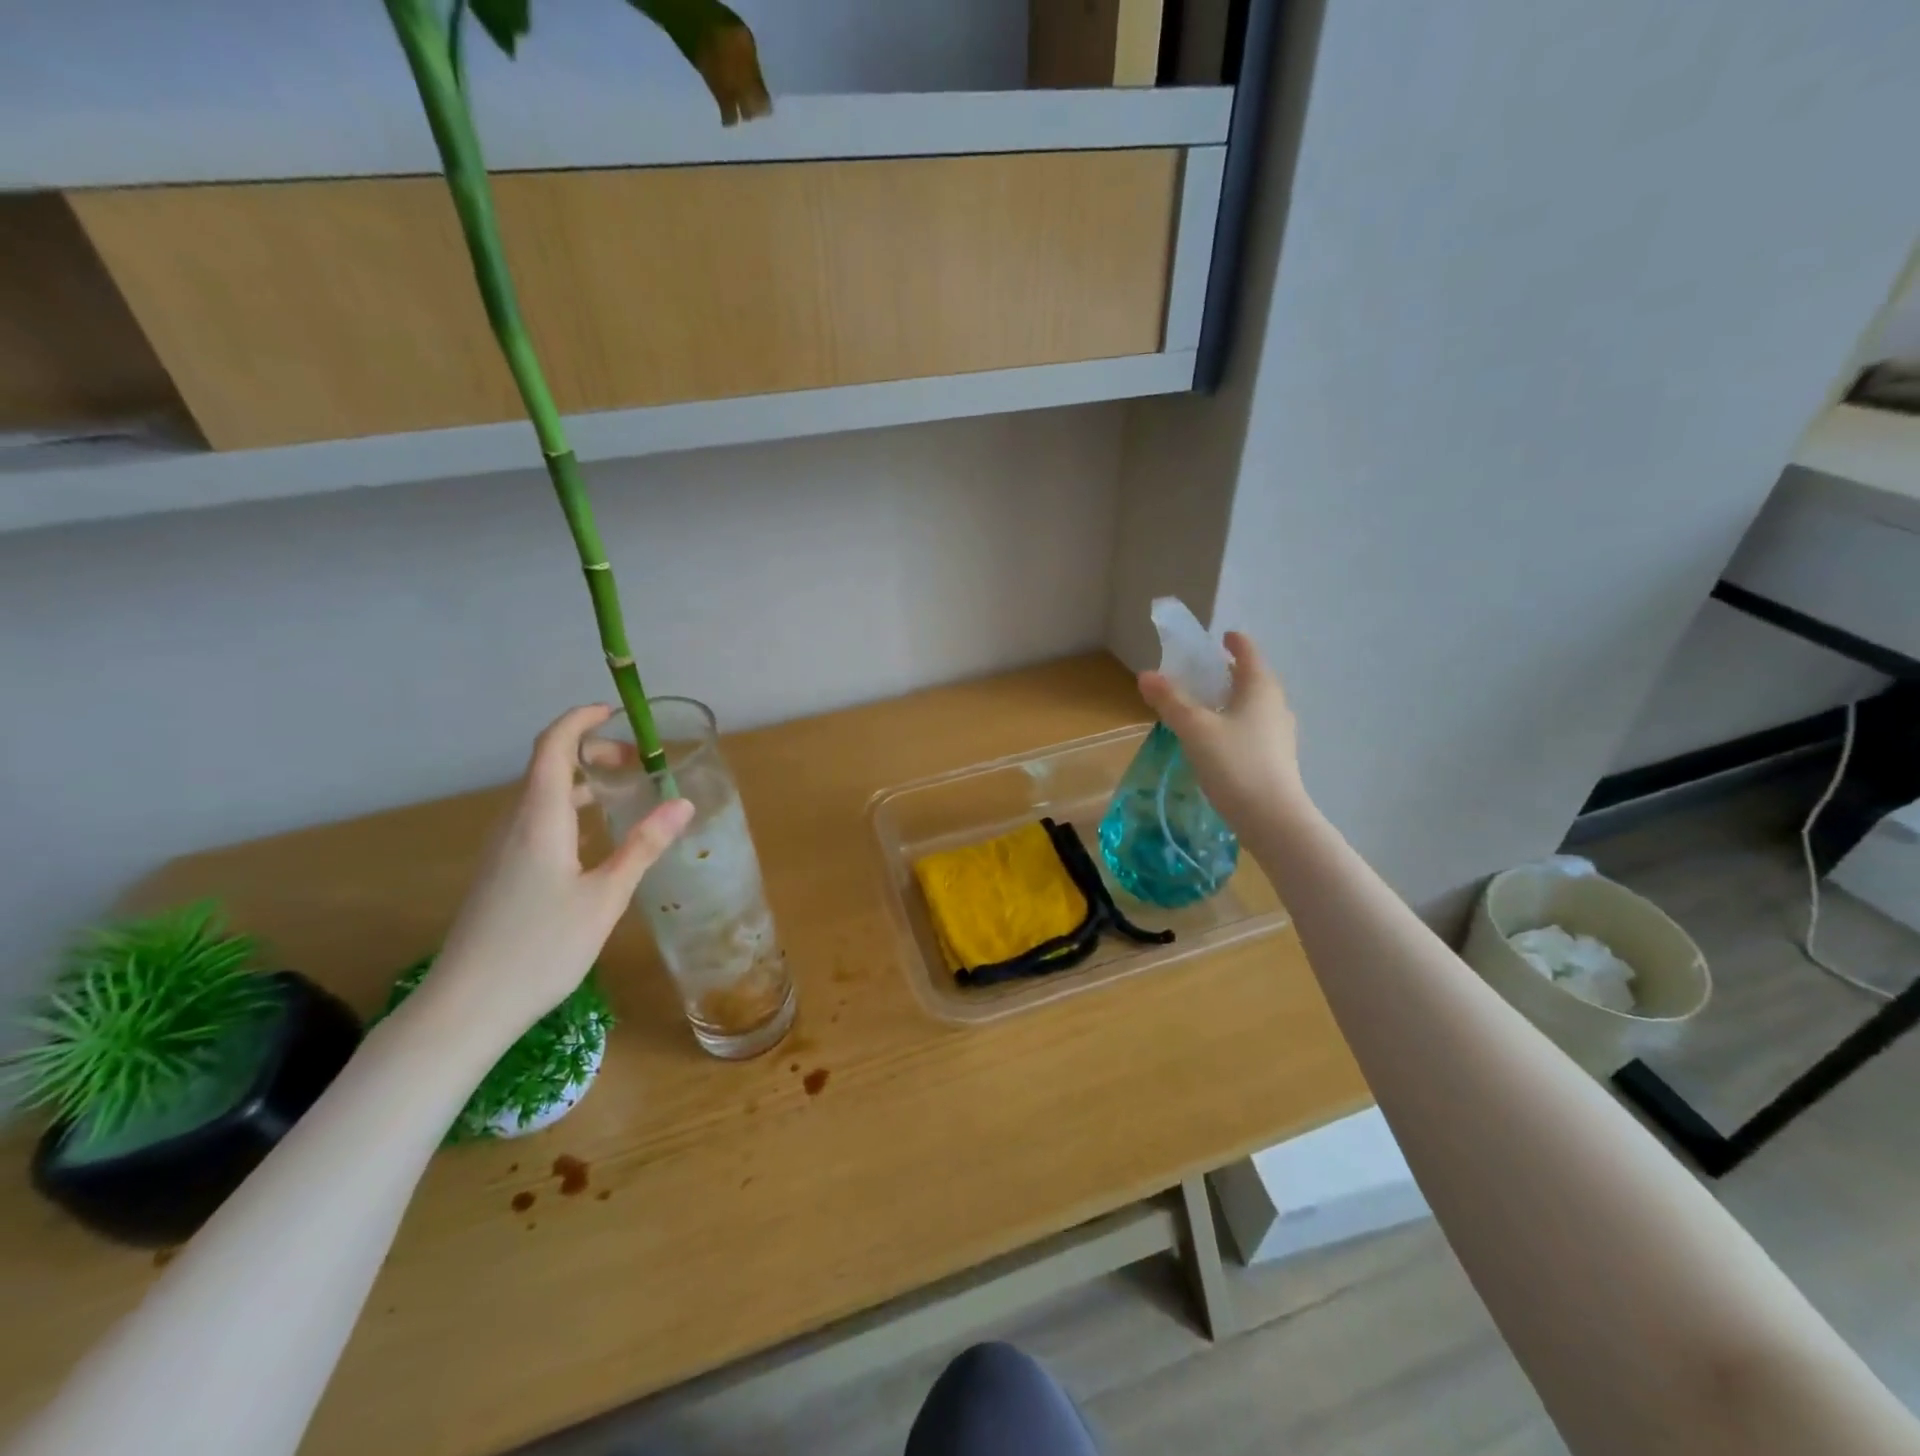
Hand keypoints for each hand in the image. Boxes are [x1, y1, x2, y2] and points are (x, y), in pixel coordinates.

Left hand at [420, 705, 692, 1047]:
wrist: (467, 1006)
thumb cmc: (541, 947)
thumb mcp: (605, 896)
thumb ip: (643, 845)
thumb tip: (682, 802)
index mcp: (539, 818)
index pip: (552, 747)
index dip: (579, 721)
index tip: (614, 713)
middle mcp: (515, 823)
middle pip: (547, 766)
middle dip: (591, 752)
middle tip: (636, 763)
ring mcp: (502, 849)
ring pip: (541, 795)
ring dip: (580, 782)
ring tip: (623, 794)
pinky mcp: (500, 873)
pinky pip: (535, 820)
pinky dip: (568, 809)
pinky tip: (593, 839)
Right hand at [1138, 631, 1312, 830]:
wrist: (1272, 818)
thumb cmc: (1234, 763)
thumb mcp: (1194, 729)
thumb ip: (1170, 701)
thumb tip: (1146, 675)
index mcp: (1260, 687)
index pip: (1248, 652)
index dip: (1234, 642)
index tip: (1220, 637)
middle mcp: (1275, 704)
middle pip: (1252, 678)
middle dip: (1228, 673)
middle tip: (1200, 674)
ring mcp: (1280, 733)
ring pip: (1253, 705)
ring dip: (1231, 700)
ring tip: (1204, 707)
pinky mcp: (1276, 758)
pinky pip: (1253, 729)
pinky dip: (1234, 723)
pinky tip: (1216, 740)